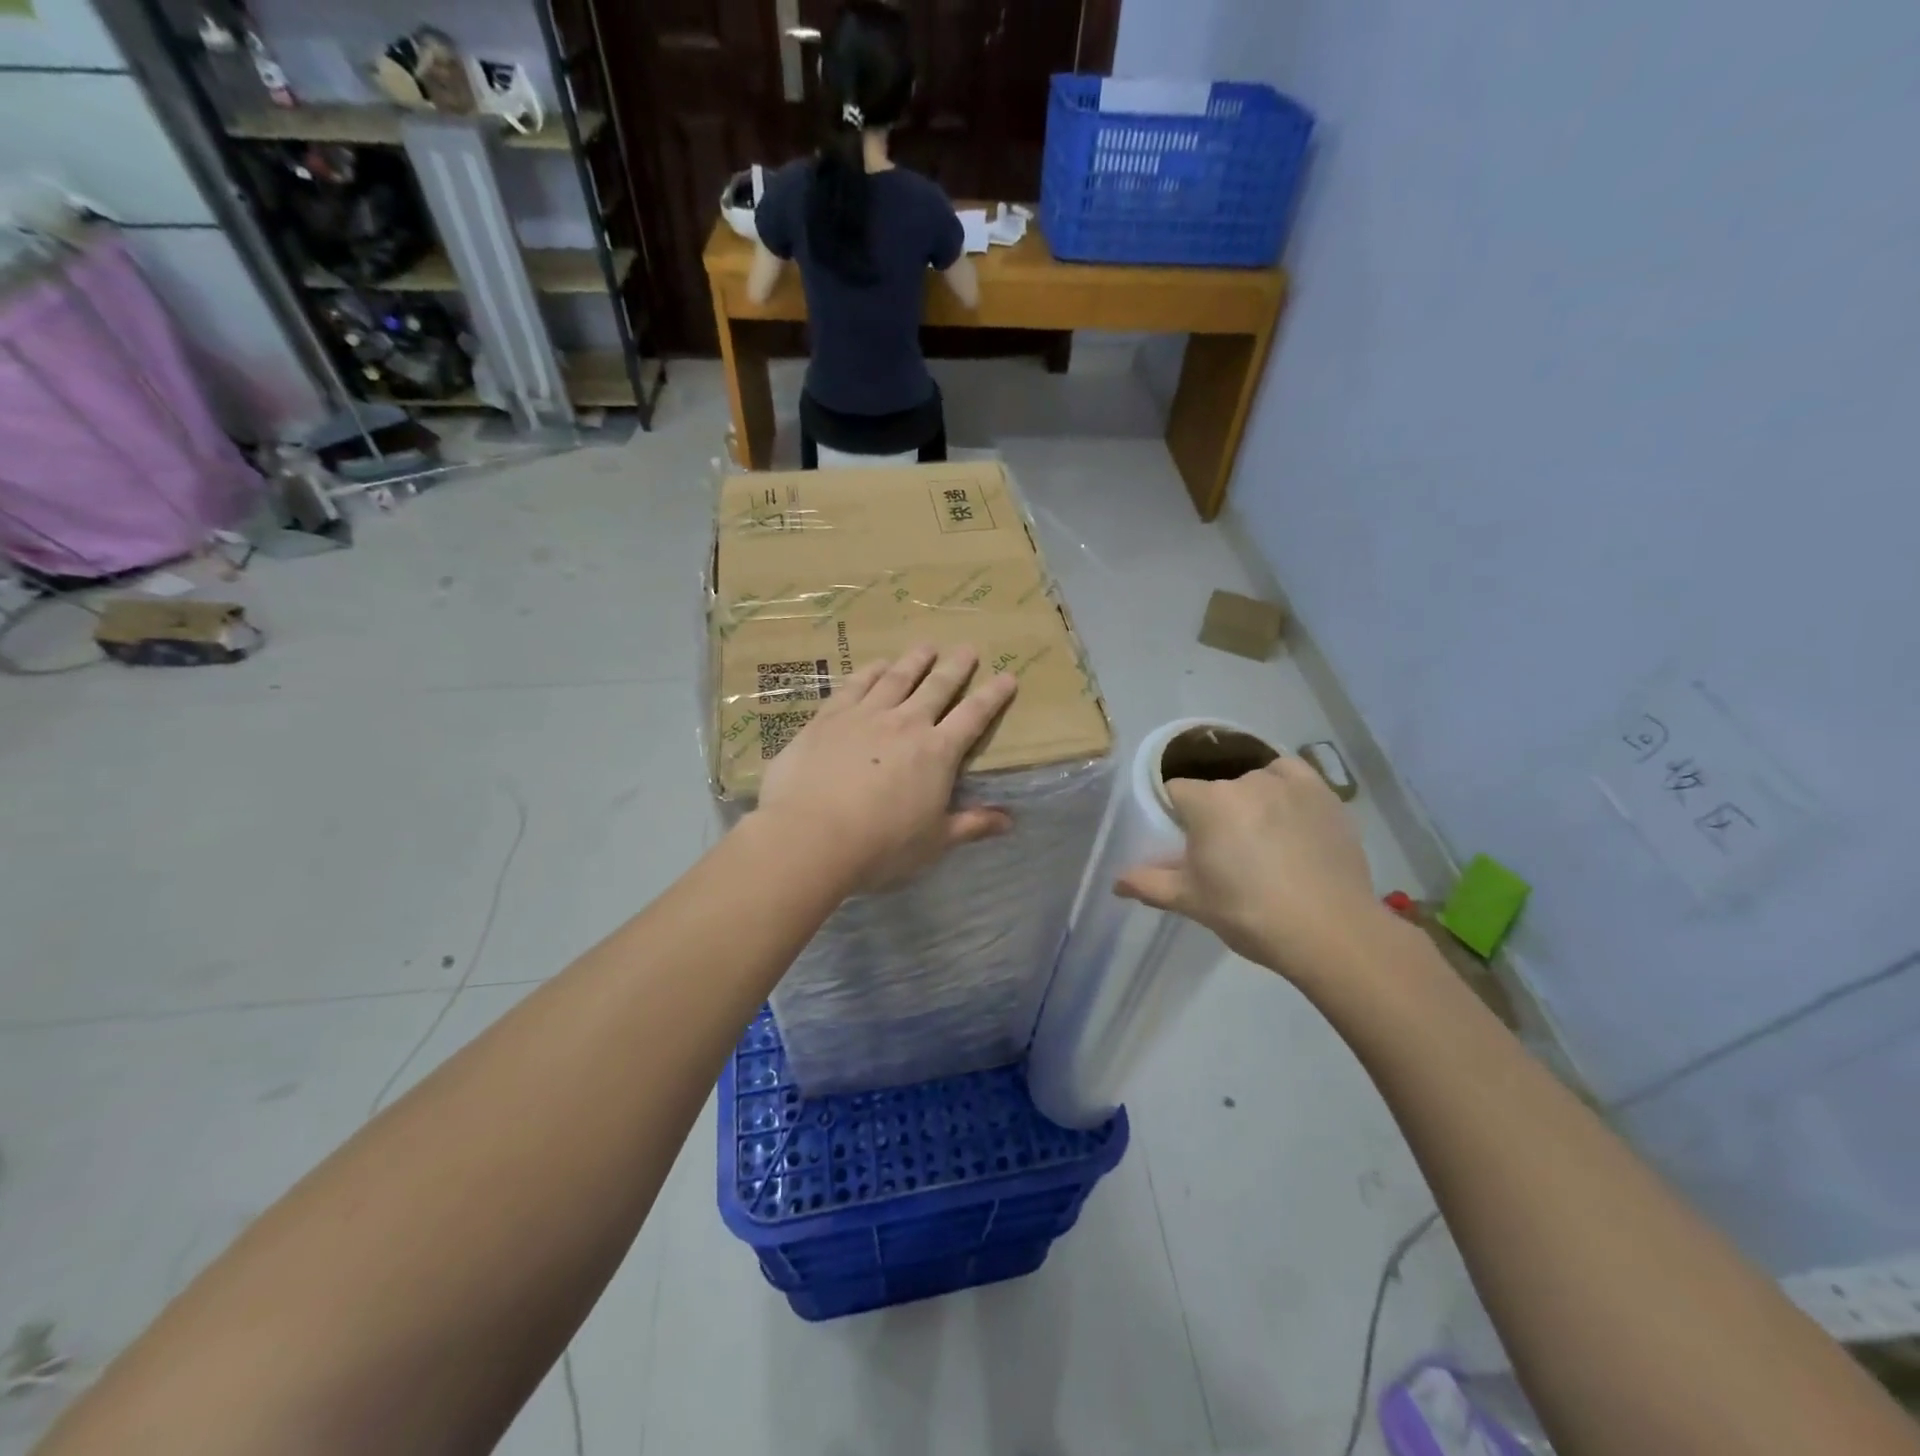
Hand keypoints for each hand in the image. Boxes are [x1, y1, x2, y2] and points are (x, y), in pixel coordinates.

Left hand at [754, 644, 1017, 892]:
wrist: (811, 836)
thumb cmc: (880, 846)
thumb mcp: (934, 843)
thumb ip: (971, 826)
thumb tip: (1010, 821)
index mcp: (938, 753)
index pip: (974, 716)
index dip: (993, 696)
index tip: (1007, 676)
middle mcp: (906, 724)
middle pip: (937, 687)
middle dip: (956, 667)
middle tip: (967, 648)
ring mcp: (865, 716)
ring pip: (897, 678)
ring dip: (915, 660)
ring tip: (927, 646)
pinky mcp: (829, 717)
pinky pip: (856, 685)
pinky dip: (871, 671)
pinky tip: (877, 664)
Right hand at [1115, 756, 1382, 980]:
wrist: (1330, 932)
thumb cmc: (1249, 914)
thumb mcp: (1191, 901)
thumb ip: (1149, 884)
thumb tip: (1115, 883)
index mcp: (1207, 802)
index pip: (1175, 791)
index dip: (1176, 815)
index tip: (1186, 843)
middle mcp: (1246, 781)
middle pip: (1216, 789)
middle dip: (1214, 813)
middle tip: (1226, 853)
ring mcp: (1289, 784)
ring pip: (1253, 780)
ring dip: (1250, 800)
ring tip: (1263, 838)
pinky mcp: (1324, 793)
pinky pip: (1292, 775)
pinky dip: (1284, 788)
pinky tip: (1288, 814)